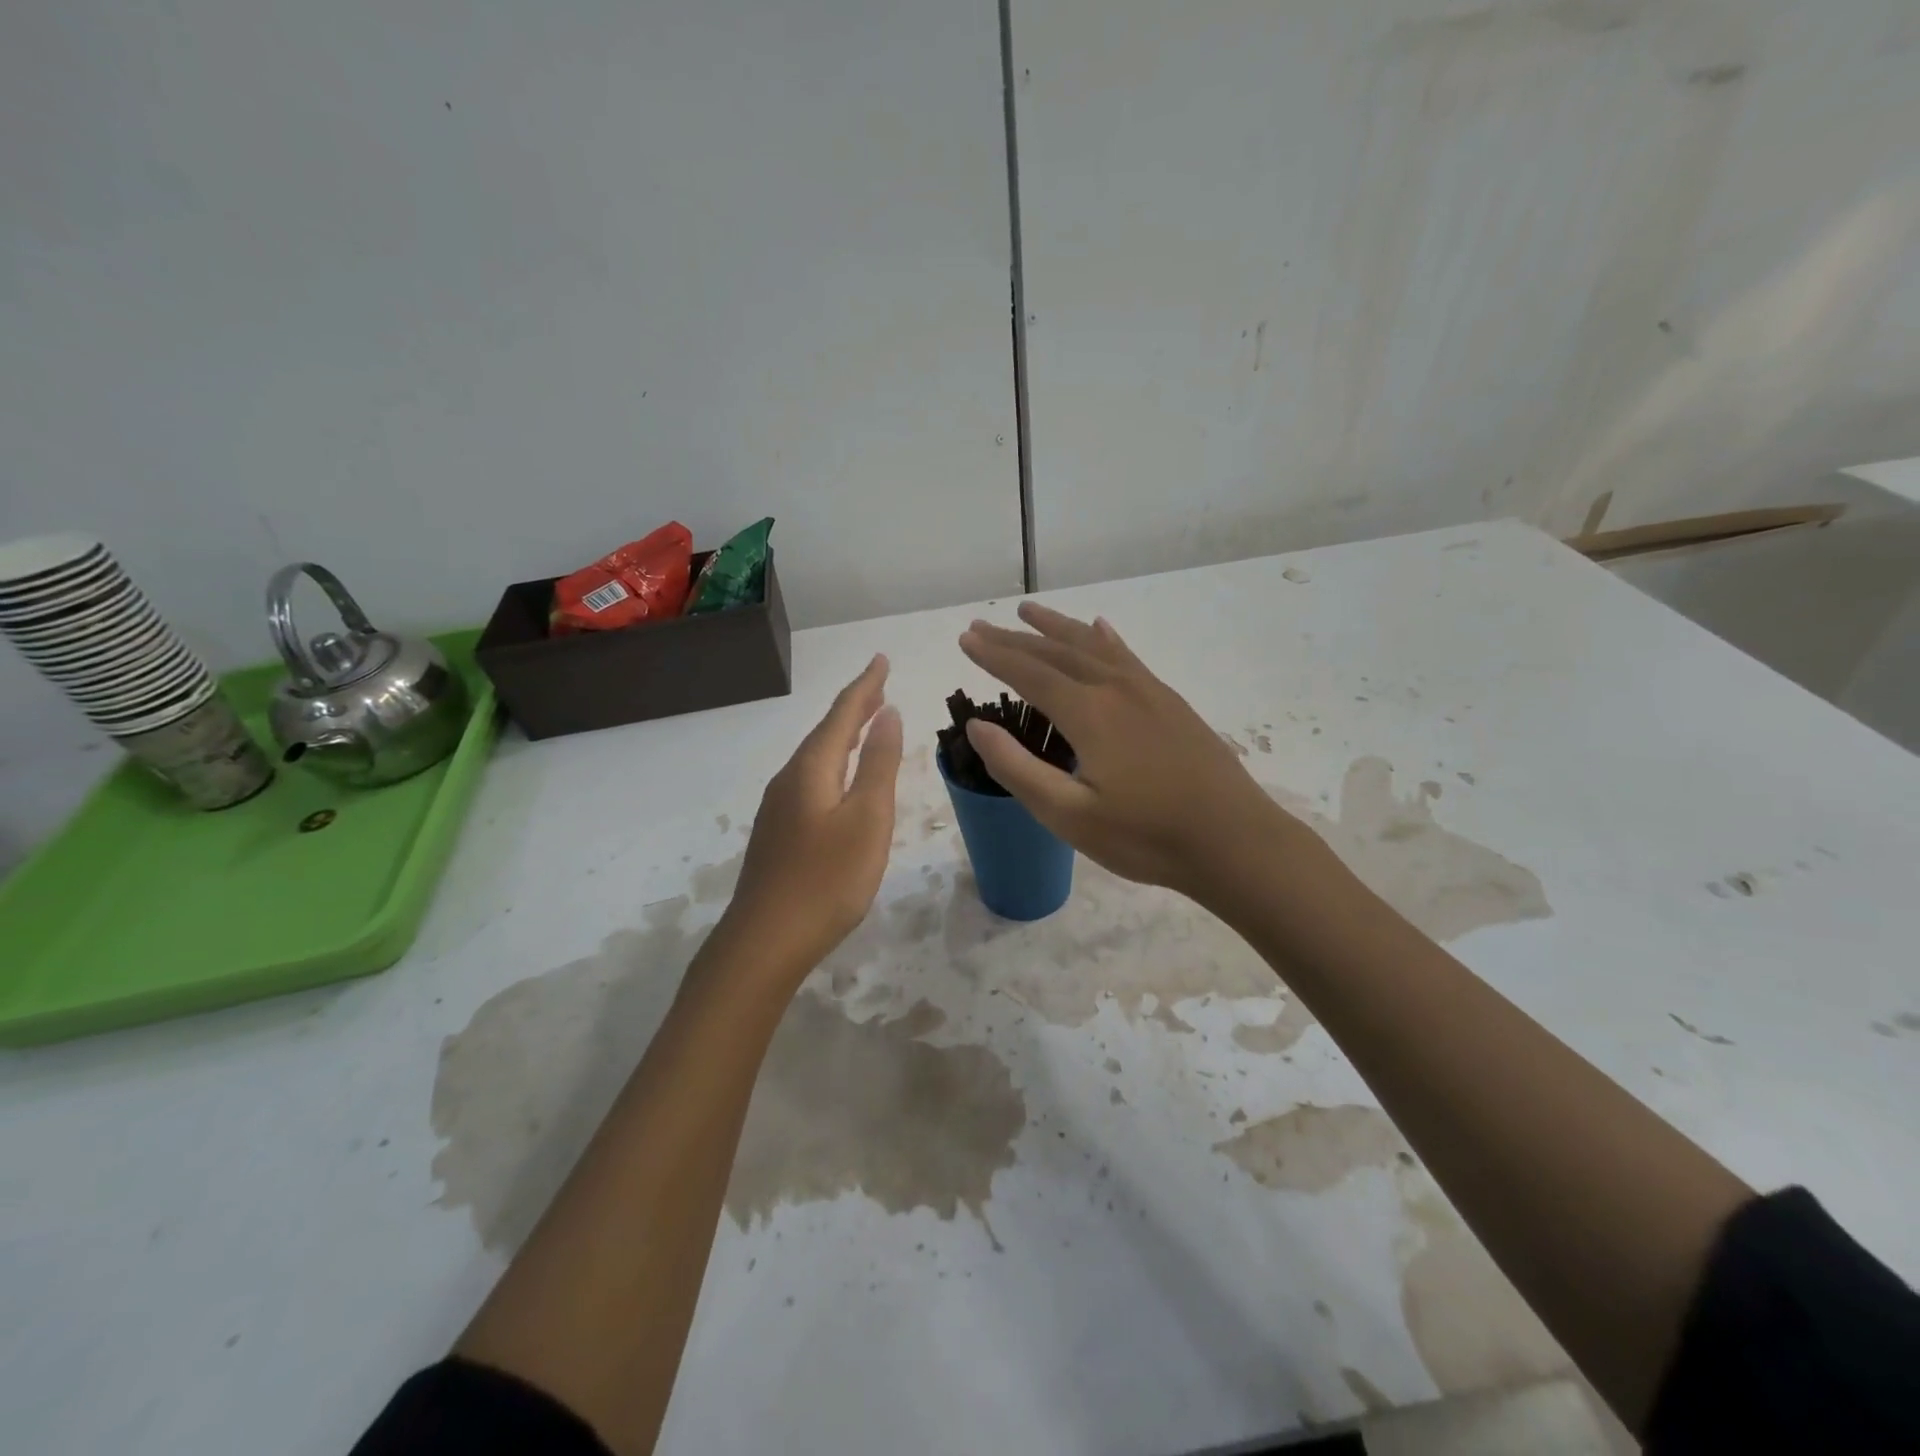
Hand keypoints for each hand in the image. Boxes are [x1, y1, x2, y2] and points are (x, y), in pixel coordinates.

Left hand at [720, 655, 903, 978]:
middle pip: (826, 732)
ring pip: (817, 757)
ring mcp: (779, 808)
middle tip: (879, 685)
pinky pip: (811, 780)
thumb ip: (879, 764)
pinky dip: (833, 764)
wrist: (765, 941)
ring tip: (867, 723)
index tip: (882, 659)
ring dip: (844, 736)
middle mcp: (790, 779)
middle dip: (855, 707)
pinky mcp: (779, 833)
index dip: (865, 686)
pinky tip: (840, 779)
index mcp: (812, 769)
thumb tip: (888, 714)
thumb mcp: (867, 818)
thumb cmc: (827, 878)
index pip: (843, 714)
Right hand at [958, 603, 1302, 902]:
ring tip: (1028, 611)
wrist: (1234, 841)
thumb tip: (977, 727)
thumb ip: (1018, 768)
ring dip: (1057, 628)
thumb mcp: (1069, 815)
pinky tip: (1100, 628)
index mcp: (1088, 714)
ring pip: (1093, 646)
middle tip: (982, 626)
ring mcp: (1148, 692)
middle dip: (1015, 639)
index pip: (1029, 673)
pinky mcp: (1171, 703)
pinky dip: (1105, 639)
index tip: (965, 639)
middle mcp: (1116, 689)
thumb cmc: (1145, 837)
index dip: (993, 656)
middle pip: (1056, 653)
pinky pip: (1128, 657)